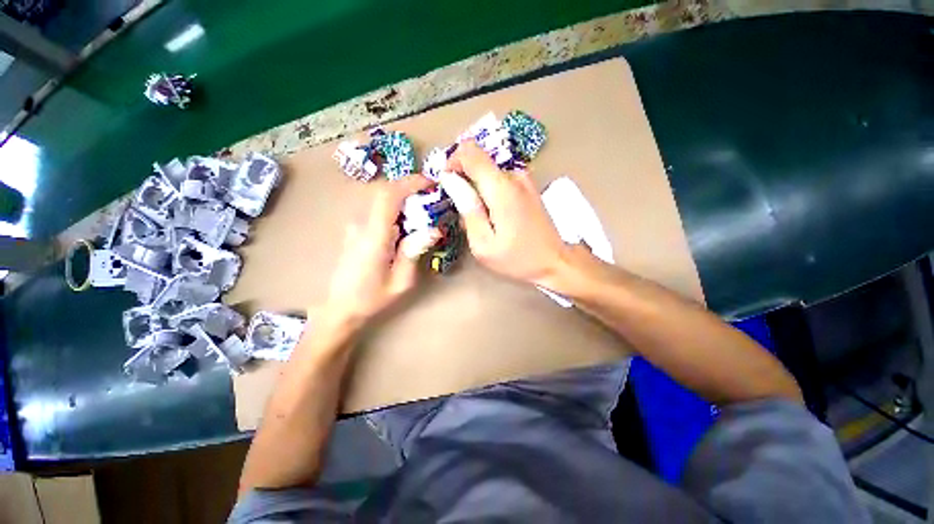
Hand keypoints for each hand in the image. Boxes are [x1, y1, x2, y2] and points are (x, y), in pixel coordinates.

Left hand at [324, 176, 440, 324]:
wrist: (339, 308)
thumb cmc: (371, 299)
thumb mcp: (400, 282)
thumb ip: (414, 252)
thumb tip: (433, 230)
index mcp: (373, 238)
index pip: (388, 196)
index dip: (410, 183)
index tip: (430, 183)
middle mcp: (360, 225)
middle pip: (383, 191)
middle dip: (409, 187)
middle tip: (430, 197)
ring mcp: (354, 225)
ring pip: (378, 198)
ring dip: (401, 196)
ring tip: (421, 209)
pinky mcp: (354, 229)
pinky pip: (375, 208)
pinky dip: (393, 206)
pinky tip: (404, 223)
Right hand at [441, 141, 566, 284]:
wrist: (555, 261)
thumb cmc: (518, 258)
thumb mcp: (484, 243)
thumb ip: (467, 209)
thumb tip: (451, 181)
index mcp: (501, 187)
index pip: (469, 151)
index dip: (451, 162)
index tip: (446, 185)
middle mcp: (514, 175)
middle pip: (478, 158)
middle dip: (462, 178)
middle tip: (460, 207)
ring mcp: (524, 178)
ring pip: (488, 169)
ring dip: (475, 186)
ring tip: (478, 215)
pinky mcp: (528, 185)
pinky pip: (499, 177)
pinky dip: (488, 189)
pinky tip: (491, 213)